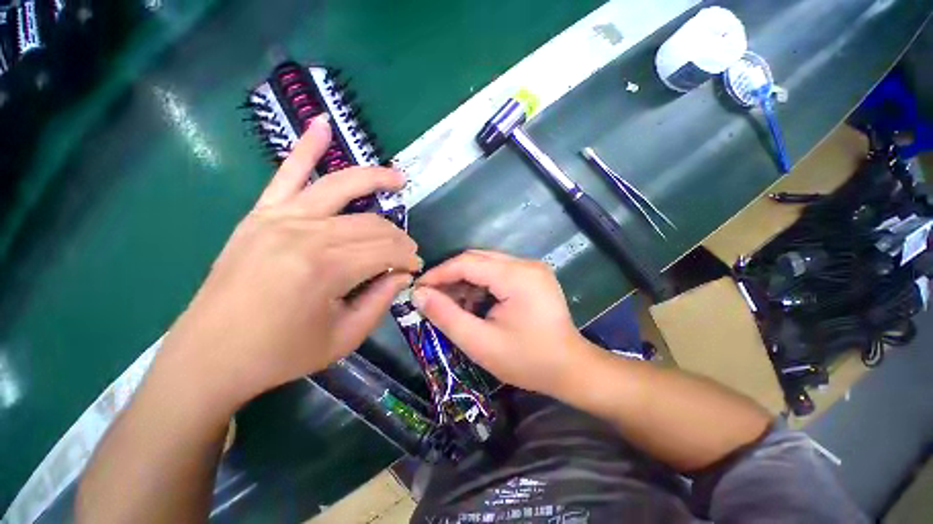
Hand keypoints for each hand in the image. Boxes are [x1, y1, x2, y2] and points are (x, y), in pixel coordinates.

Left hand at [157, 114, 420, 408]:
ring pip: (342, 187)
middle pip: (371, 223)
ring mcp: (279, 218)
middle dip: (398, 236)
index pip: (386, 250)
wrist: (209, 357)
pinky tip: (323, 126)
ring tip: (398, 179)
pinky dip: (307, 147)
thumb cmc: (280, 354)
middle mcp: (305, 233)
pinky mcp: (261, 215)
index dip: (407, 258)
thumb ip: (380, 301)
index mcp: (326, 269)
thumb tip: (402, 275)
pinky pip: (287, 172)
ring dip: (375, 180)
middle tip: (407, 250)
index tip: (415, 269)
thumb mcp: (344, 337)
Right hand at [412, 250, 597, 396]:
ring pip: (487, 264)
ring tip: (451, 303)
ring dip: (466, 280)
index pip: (467, 263)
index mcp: (516, 276)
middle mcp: (526, 264)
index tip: (418, 288)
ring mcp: (532, 268)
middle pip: (477, 259)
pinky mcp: (533, 275)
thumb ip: (446, 316)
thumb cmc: (527, 360)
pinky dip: (481, 284)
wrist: (571, 368)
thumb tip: (419, 295)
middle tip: (431, 296)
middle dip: (451, 276)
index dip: (439, 273)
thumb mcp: (480, 343)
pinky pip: (498, 271)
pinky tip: (473, 302)